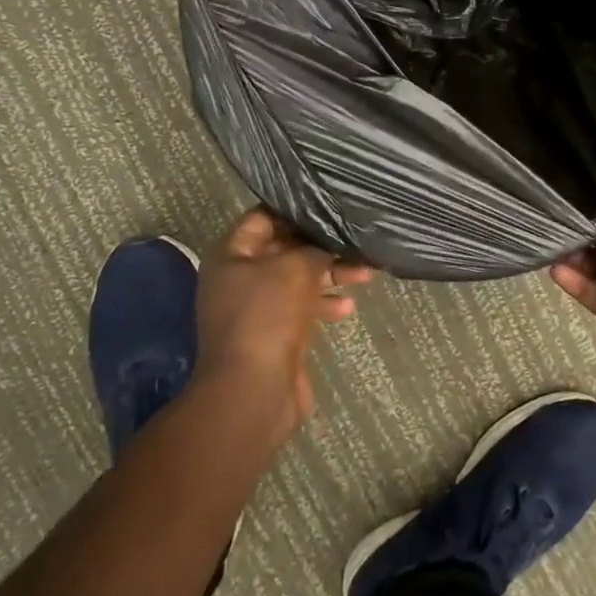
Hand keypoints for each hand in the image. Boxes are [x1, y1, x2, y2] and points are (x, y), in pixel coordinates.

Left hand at [194, 208, 371, 445]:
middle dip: (320, 245)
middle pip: (284, 249)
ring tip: (365, 272)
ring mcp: (255, 309)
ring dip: (329, 274)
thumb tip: (329, 242)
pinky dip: (323, 304)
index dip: (296, 209)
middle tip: (355, 239)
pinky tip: (348, 308)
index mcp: (231, 254)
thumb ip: (315, 248)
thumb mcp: (295, 269)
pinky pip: (300, 308)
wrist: (252, 391)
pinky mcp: (272, 334)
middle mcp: (238, 278)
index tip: (330, 204)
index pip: (263, 217)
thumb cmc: (267, 317)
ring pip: (296, 279)